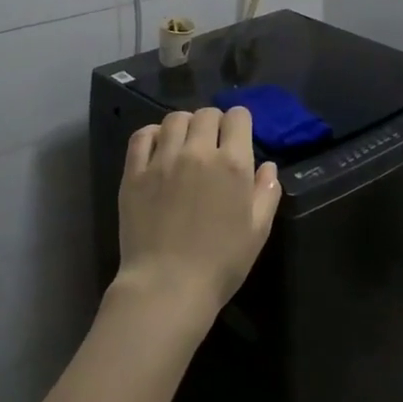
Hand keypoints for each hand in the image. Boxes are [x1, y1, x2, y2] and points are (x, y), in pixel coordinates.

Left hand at [115, 107, 281, 318]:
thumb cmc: (221, 263)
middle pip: (206, 114)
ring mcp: (162, 160)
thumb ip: (267, 193)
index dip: (240, 123)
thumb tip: (268, 167)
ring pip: (175, 119)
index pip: (238, 117)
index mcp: (232, 164)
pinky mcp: (134, 173)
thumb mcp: (258, 231)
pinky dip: (152, 134)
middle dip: (214, 122)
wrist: (167, 287)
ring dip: (184, 126)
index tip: (237, 137)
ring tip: (184, 144)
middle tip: (212, 144)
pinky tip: (157, 147)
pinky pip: (141, 136)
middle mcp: (198, 152)